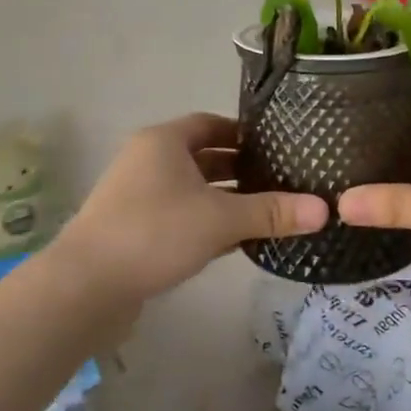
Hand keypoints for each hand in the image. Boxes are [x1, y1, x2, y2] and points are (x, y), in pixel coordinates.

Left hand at [57, 113, 326, 303]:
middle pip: (203, 157)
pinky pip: (180, 216)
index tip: (277, 147)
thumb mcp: (221, 219)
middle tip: (281, 180)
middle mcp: (148, 161)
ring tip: (267, 211)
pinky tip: (236, 242)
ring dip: (225, 199)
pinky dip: (207, 223)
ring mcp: (137, 197)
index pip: (211, 124)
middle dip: (240, 169)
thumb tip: (325, 210)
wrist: (85, 287)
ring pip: (192, 190)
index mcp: (164, 142)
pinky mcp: (134, 230)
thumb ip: (272, 213)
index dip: (244, 133)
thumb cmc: (154, 233)